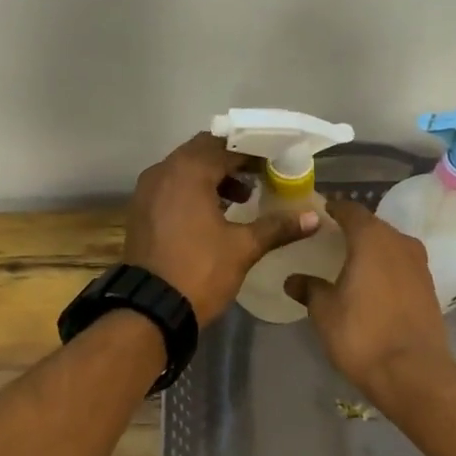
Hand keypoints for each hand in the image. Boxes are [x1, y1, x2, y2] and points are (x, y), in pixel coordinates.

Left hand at [123, 132, 318, 322]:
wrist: (150, 309)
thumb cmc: (200, 271)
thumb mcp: (243, 248)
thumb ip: (277, 227)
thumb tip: (313, 217)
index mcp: (188, 171)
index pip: (227, 147)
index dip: (254, 153)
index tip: (277, 163)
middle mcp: (163, 171)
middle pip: (203, 152)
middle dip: (233, 161)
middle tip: (262, 176)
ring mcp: (147, 191)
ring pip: (185, 170)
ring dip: (213, 177)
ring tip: (243, 197)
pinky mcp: (141, 211)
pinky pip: (172, 188)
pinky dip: (194, 191)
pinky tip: (215, 213)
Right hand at [286, 199, 450, 396]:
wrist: (412, 371)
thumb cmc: (362, 334)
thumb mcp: (325, 312)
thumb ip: (310, 290)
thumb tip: (293, 280)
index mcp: (371, 239)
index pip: (350, 210)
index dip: (334, 210)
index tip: (320, 214)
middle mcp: (400, 242)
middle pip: (373, 226)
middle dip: (353, 230)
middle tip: (331, 240)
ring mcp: (419, 265)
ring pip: (391, 246)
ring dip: (372, 250)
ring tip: (351, 263)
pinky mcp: (429, 287)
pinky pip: (402, 266)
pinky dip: (386, 268)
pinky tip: (373, 285)